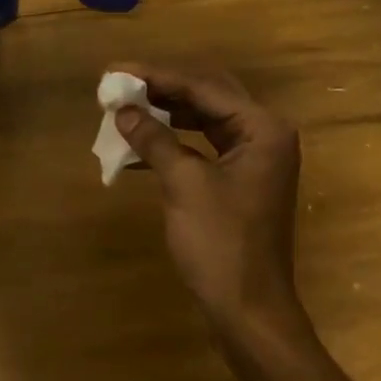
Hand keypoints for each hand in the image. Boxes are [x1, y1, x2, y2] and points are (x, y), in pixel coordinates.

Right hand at [111, 63, 303, 328]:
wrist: (248, 309)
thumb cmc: (221, 244)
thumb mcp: (184, 184)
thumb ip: (154, 139)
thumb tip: (124, 111)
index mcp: (262, 128)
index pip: (203, 87)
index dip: (156, 76)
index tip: (116, 70)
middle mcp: (264, 135)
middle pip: (207, 96)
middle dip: (161, 89)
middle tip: (120, 85)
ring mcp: (254, 159)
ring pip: (204, 120)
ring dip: (165, 114)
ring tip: (126, 109)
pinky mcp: (240, 181)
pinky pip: (203, 147)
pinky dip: (174, 142)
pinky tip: (140, 145)